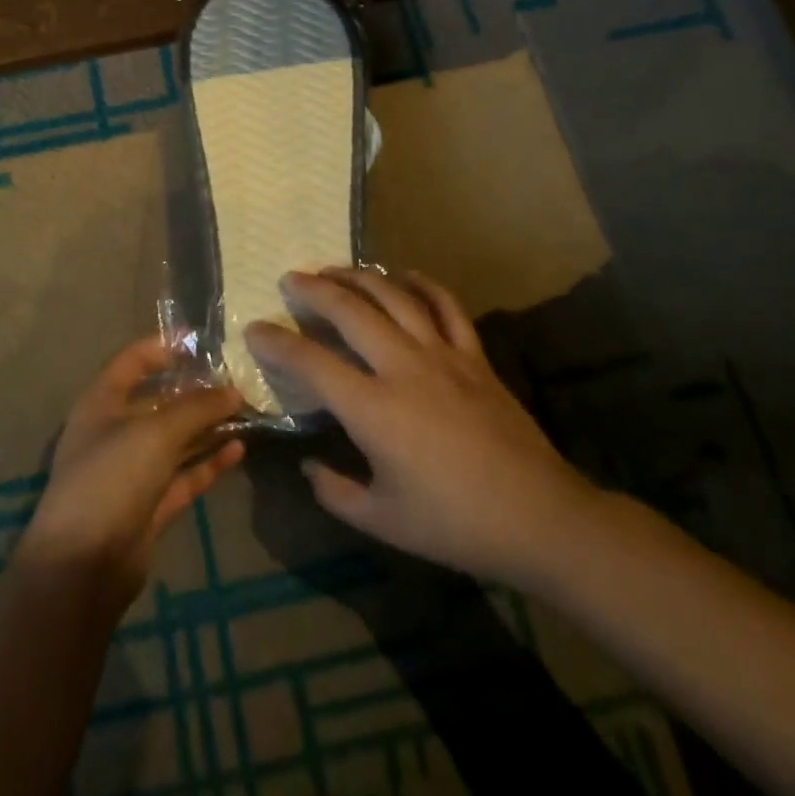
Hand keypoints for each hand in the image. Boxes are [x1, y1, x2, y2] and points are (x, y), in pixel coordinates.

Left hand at [22, 336, 245, 608]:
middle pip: (159, 401)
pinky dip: (208, 462)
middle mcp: (115, 431)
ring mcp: (132, 470)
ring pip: (176, 439)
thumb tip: (234, 391)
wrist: (82, 566)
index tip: (202, 341)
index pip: (132, 361)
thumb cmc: (111, 478)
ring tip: (247, 411)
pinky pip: (184, 474)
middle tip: (239, 380)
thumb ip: (197, 408)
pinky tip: (239, 449)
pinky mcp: (149, 505)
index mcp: (102, 402)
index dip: (163, 347)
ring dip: (207, 426)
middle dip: (196, 391)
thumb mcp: (156, 433)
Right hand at [246, 269, 600, 590]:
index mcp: (374, 409)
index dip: (277, 343)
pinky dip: (421, 284)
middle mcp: (403, 368)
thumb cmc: (455, 525)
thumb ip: (335, 492)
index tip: (254, 330)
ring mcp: (443, 355)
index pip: (311, 363)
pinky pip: (446, 306)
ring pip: (395, 297)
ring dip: (360, 277)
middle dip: (314, 290)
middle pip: (350, 311)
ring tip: (335, 270)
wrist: (540, 519)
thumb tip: (310, 465)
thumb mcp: (382, 521)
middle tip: (291, 279)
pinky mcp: (474, 356)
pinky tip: (403, 277)